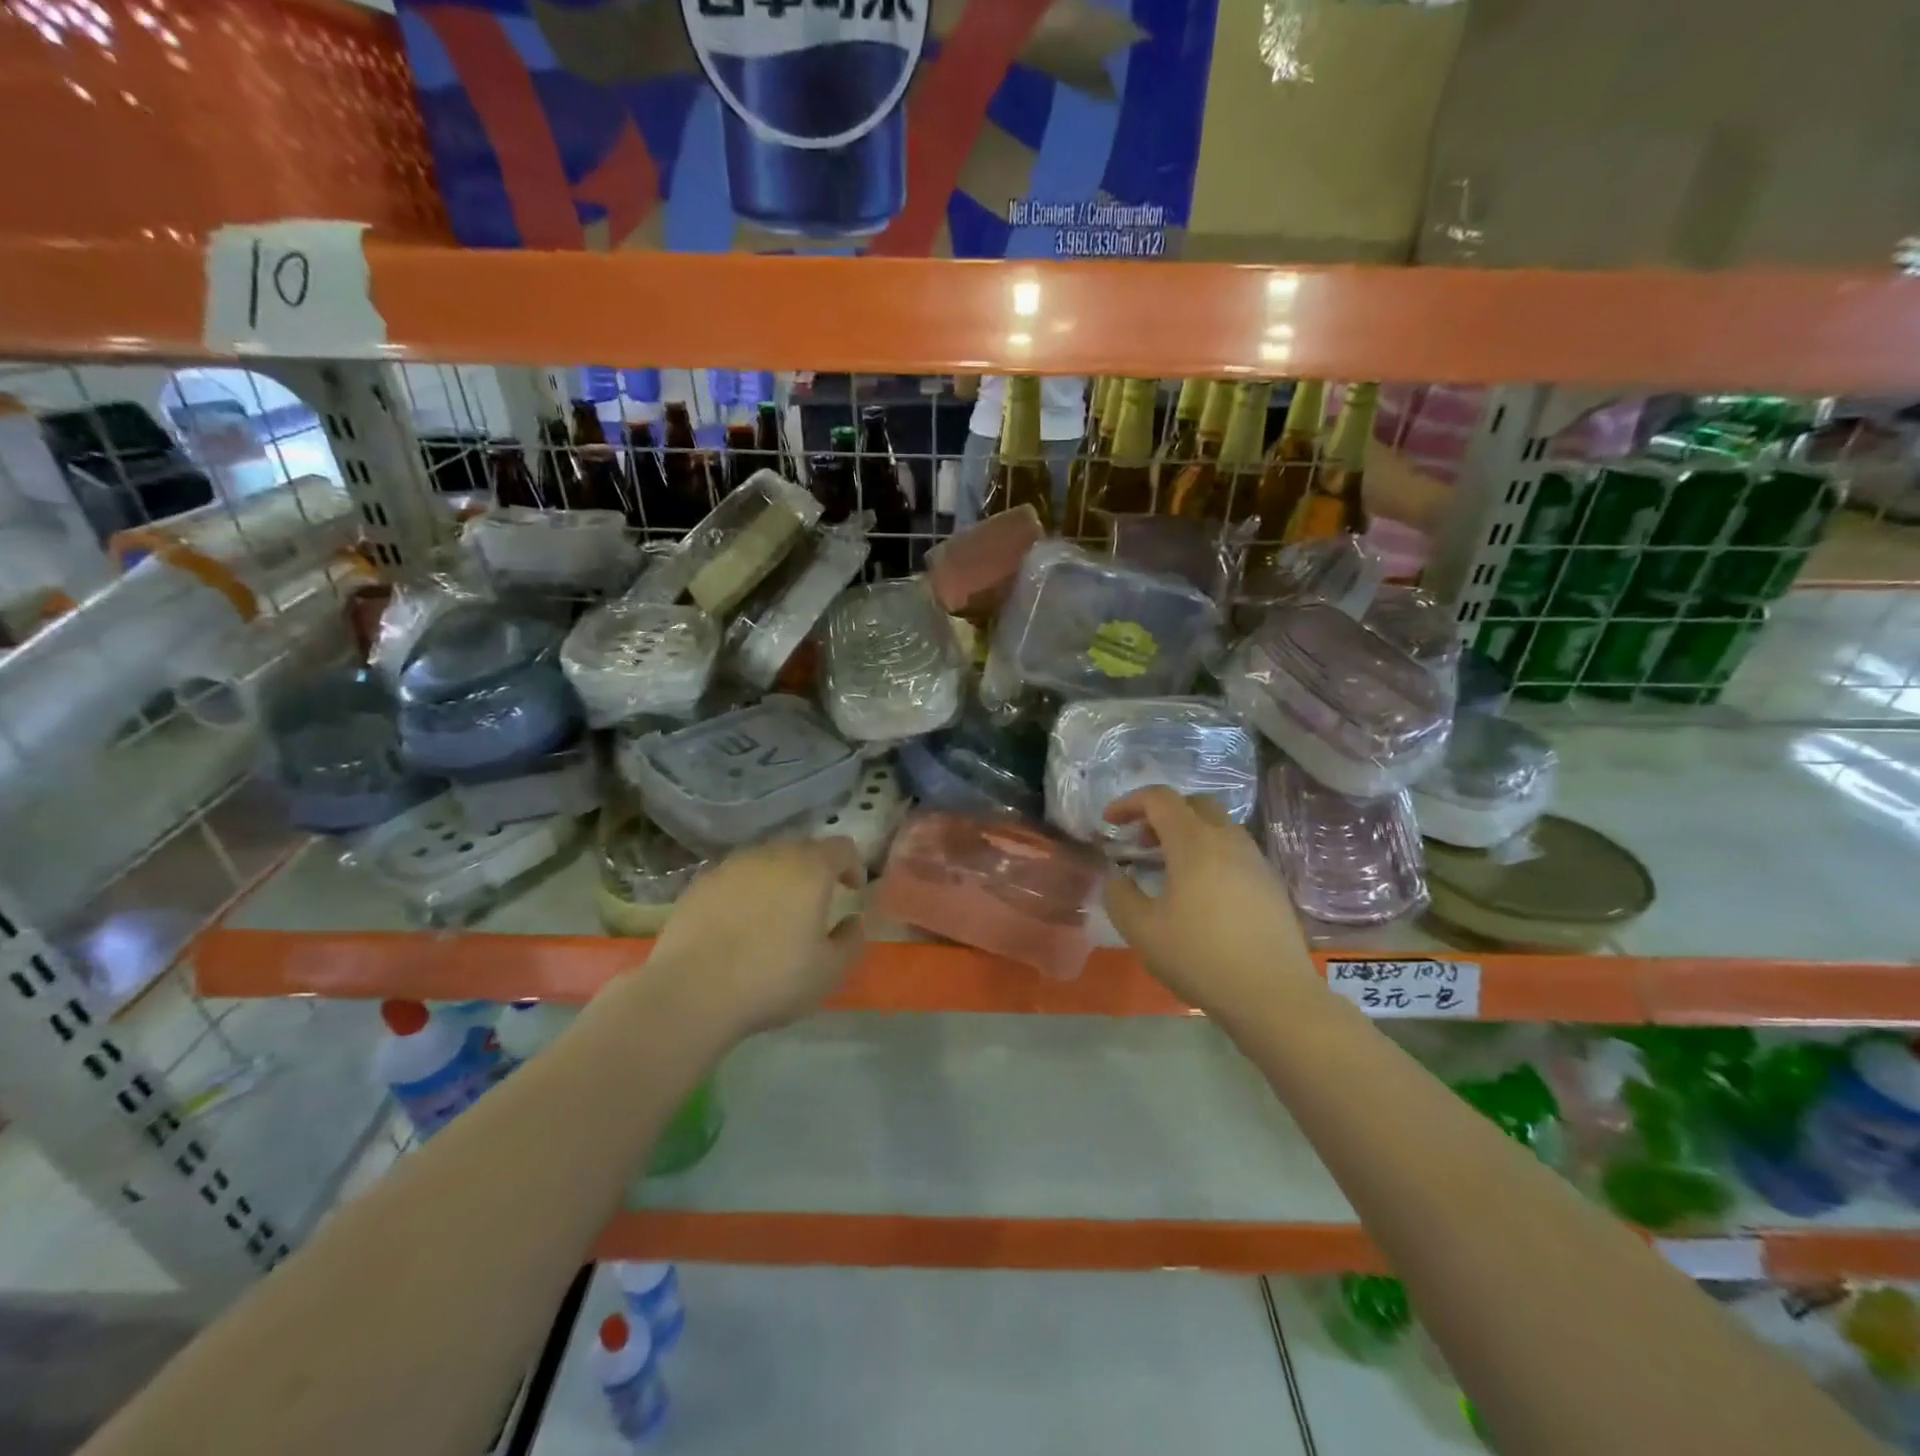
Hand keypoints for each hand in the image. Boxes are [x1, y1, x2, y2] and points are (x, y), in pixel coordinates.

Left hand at [646, 837, 865, 1037]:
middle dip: (815, 868)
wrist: (690, 991)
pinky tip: (739, 922)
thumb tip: (852, 921)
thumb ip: (851, 940)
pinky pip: (734, 876)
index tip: (852, 891)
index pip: (841, 847)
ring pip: (765, 859)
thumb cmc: (772, 979)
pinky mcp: (700, 883)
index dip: (853, 865)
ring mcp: (731, 866)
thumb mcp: (829, 971)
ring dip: (778, 877)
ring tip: (775, 912)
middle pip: (802, 847)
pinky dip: (745, 890)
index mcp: (810, 869)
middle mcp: (772, 855)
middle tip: (816, 901)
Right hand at [1102, 787, 1316, 1021]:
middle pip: (1193, 805)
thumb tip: (1116, 877)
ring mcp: (1255, 860)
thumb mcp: (1143, 931)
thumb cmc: (1201, 958)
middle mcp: (1228, 840)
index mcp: (1194, 843)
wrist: (1274, 996)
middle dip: (1161, 814)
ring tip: (1167, 869)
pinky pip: (1234, 851)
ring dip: (1187, 834)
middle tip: (1140, 843)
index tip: (1109, 822)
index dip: (1129, 802)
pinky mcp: (1271, 883)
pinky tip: (1200, 893)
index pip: (1159, 799)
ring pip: (1217, 827)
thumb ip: (1120, 896)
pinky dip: (1209, 853)